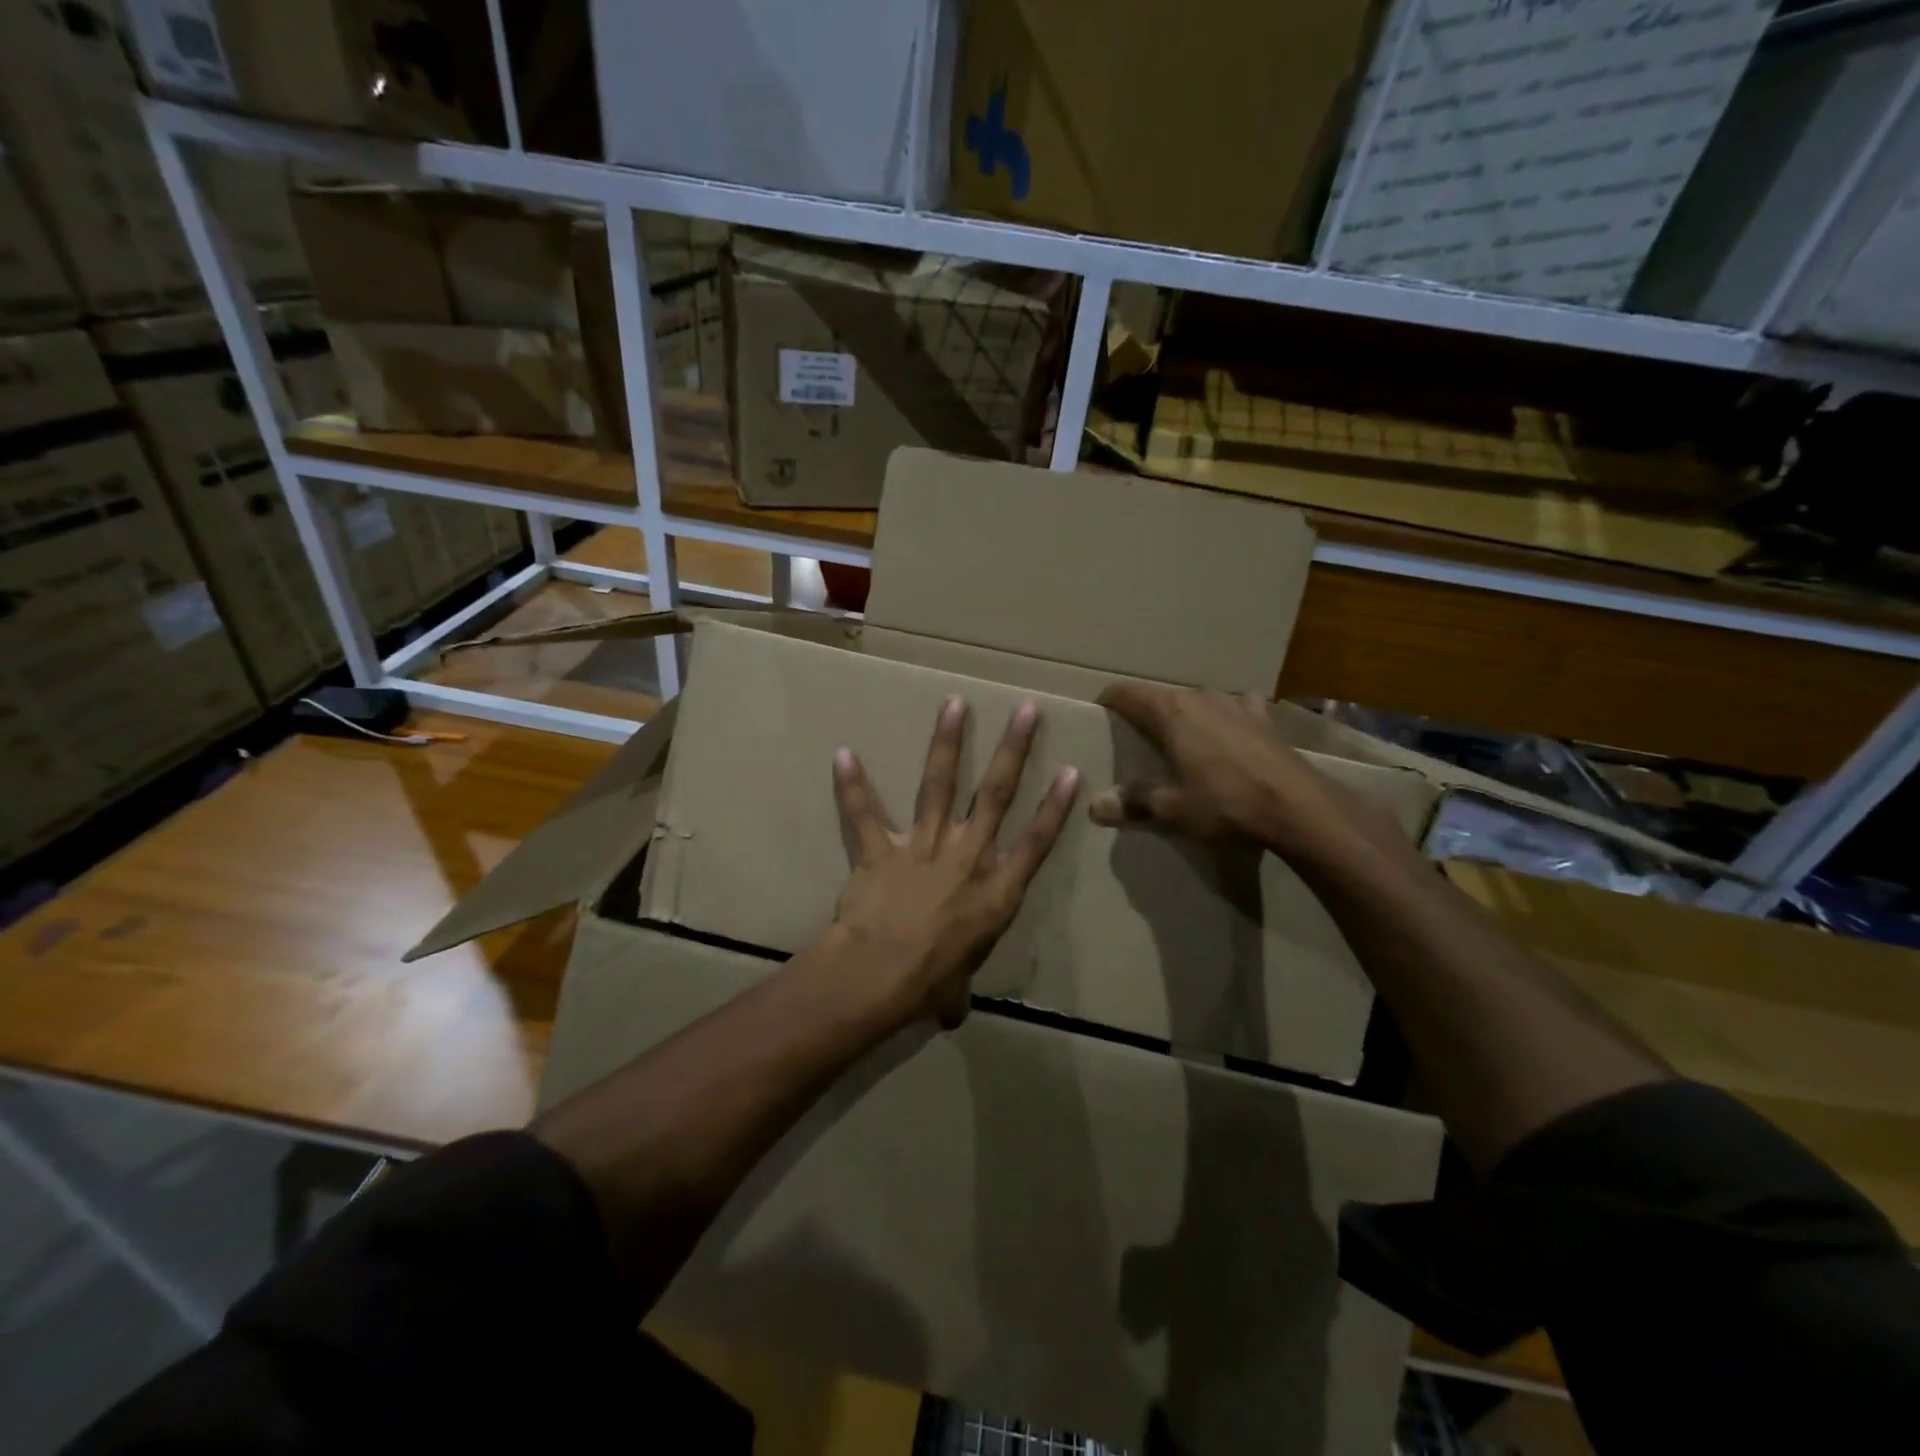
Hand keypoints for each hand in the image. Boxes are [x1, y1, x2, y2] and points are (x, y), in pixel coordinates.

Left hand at [830, 695, 1079, 1027]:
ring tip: (955, 704)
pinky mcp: (879, 851)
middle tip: (1026, 710)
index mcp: (995, 892)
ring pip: (939, 786)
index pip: (1035, 843)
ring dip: (947, 744)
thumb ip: (955, 993)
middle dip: (1014, 750)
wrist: (878, 976)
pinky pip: (864, 815)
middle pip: (996, 796)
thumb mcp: (953, 992)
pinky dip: (852, 786)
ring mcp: (922, 848)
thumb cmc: (927, 986)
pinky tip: (843, 753)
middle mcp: (965, 858)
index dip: (1055, 807)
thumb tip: (951, 1012)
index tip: (1071, 771)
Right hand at [1089, 683, 1367, 862]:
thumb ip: (1132, 801)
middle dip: (1145, 715)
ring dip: (1185, 717)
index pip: (1125, 693)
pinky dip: (1225, 719)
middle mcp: (1199, 696)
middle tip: (1135, 743)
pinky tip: (1230, 736)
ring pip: (1197, 702)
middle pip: (1160, 697)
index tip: (1098, 718)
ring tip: (1180, 743)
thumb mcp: (1171, 809)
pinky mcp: (1264, 718)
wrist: (1298, 807)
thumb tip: (1095, 805)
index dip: (1107, 703)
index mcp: (1169, 711)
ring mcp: (1235, 703)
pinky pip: (1235, 710)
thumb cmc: (1225, 803)